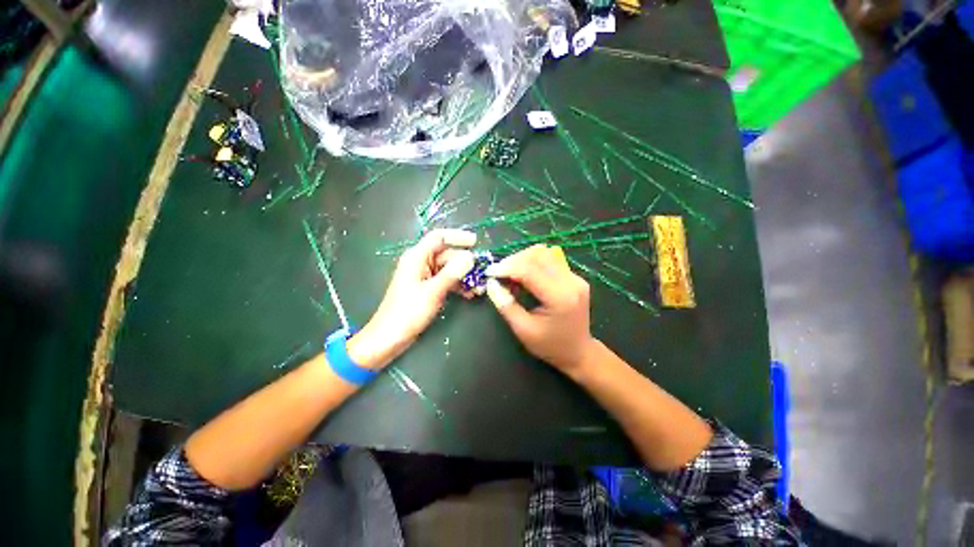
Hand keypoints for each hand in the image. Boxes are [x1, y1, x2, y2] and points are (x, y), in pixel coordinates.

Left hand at [348, 229, 475, 369]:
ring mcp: (425, 277)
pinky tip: (469, 294)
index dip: (458, 237)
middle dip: (466, 263)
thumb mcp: (432, 292)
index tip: (476, 242)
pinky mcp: (428, 289)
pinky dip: (458, 286)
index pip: (439, 237)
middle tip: (483, 274)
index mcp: (417, 257)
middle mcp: (421, 263)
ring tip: (479, 288)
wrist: (389, 337)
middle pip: (447, 255)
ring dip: (464, 277)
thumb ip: (452, 273)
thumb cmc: (407, 312)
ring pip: (449, 270)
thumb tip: (470, 256)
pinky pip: (447, 281)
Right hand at [484, 244, 598, 375]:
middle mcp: (571, 282)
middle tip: (498, 274)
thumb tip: (491, 283)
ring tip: (510, 276)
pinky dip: (532, 263)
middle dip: (513, 261)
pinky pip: (549, 260)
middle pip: (538, 255)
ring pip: (543, 253)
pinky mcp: (574, 277)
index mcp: (560, 298)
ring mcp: (575, 277)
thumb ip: (506, 305)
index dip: (506, 268)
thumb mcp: (523, 330)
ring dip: (522, 259)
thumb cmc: (550, 346)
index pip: (530, 270)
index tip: (489, 272)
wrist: (579, 352)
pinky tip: (524, 277)